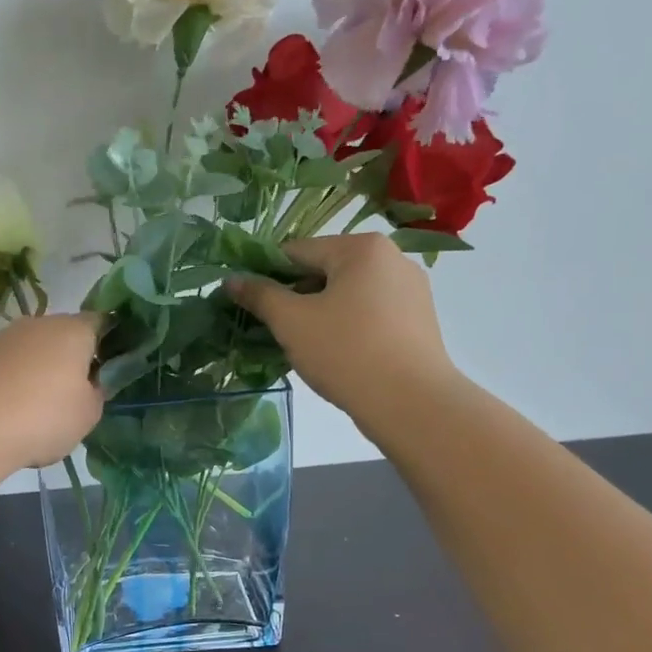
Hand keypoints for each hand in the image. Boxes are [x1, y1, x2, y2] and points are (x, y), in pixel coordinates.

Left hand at [0, 314, 103, 469]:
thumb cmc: (45, 417)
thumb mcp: (88, 414)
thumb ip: (96, 392)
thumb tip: (89, 382)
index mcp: (74, 330)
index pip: (101, 322)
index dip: (109, 341)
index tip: (109, 367)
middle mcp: (39, 323)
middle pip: (63, 334)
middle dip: (71, 357)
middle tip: (75, 393)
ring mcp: (5, 337)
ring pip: (33, 348)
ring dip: (39, 369)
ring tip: (38, 407)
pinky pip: (8, 364)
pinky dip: (13, 380)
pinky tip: (10, 410)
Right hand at [227, 233, 460, 421]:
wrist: (411, 403)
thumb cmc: (346, 352)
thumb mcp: (291, 322)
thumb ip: (259, 295)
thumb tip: (231, 280)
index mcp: (361, 248)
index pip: (296, 251)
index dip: (265, 275)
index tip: (248, 304)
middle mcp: (392, 258)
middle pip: (324, 270)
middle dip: (294, 297)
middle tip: (273, 329)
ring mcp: (410, 289)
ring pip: (347, 293)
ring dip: (319, 312)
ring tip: (303, 345)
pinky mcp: (419, 319)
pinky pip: (370, 312)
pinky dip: (347, 325)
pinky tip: (336, 353)